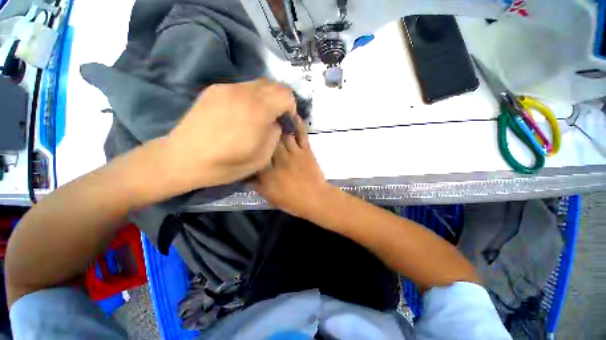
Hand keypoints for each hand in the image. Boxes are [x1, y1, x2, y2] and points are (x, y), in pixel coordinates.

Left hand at [163, 79, 295, 189]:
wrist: (184, 159)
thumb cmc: (227, 164)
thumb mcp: (262, 157)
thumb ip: (275, 134)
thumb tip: (276, 122)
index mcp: (258, 111)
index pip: (286, 95)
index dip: (291, 108)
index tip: (285, 121)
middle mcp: (243, 93)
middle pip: (274, 85)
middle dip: (280, 100)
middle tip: (275, 117)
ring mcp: (227, 88)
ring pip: (258, 84)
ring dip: (266, 97)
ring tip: (258, 115)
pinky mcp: (214, 89)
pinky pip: (242, 87)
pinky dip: (250, 96)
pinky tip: (241, 113)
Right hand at [255, 116, 331, 217]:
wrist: (315, 198)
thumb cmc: (292, 200)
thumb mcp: (270, 197)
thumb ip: (256, 185)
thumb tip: (245, 176)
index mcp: (268, 171)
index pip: (255, 155)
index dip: (250, 145)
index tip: (245, 136)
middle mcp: (279, 158)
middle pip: (268, 141)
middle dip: (262, 129)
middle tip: (255, 117)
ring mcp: (293, 152)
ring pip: (283, 134)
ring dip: (277, 123)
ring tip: (271, 111)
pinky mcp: (305, 150)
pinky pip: (301, 135)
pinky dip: (298, 124)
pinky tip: (293, 114)